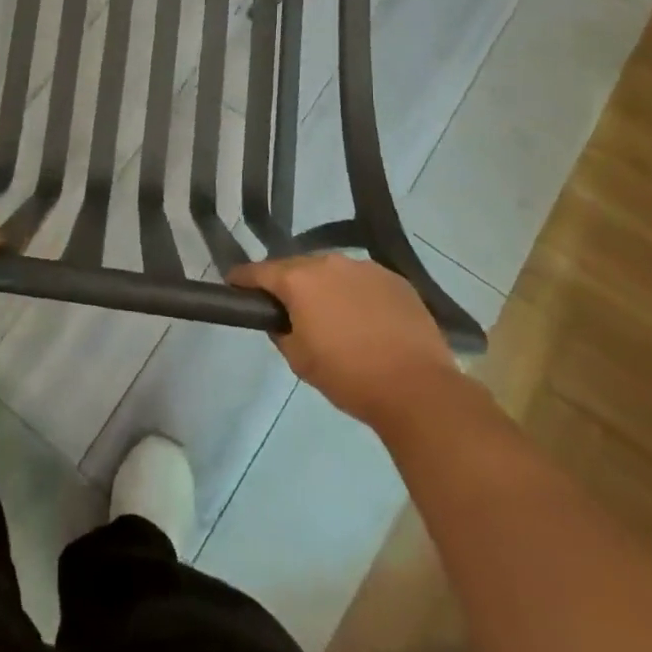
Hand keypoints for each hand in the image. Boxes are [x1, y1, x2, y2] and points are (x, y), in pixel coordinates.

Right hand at [229, 252, 459, 432]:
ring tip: (333, 315)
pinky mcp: (395, 279)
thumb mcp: (298, 359)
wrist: (417, 389)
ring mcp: (365, 268)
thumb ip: (281, 331)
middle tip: (289, 309)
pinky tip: (366, 319)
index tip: (234, 285)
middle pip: (297, 267)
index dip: (242, 279)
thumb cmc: (348, 376)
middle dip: (288, 284)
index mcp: (298, 279)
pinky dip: (356, 294)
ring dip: (325, 287)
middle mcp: (329, 262)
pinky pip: (363, 281)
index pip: (258, 272)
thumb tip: (281, 319)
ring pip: (332, 271)